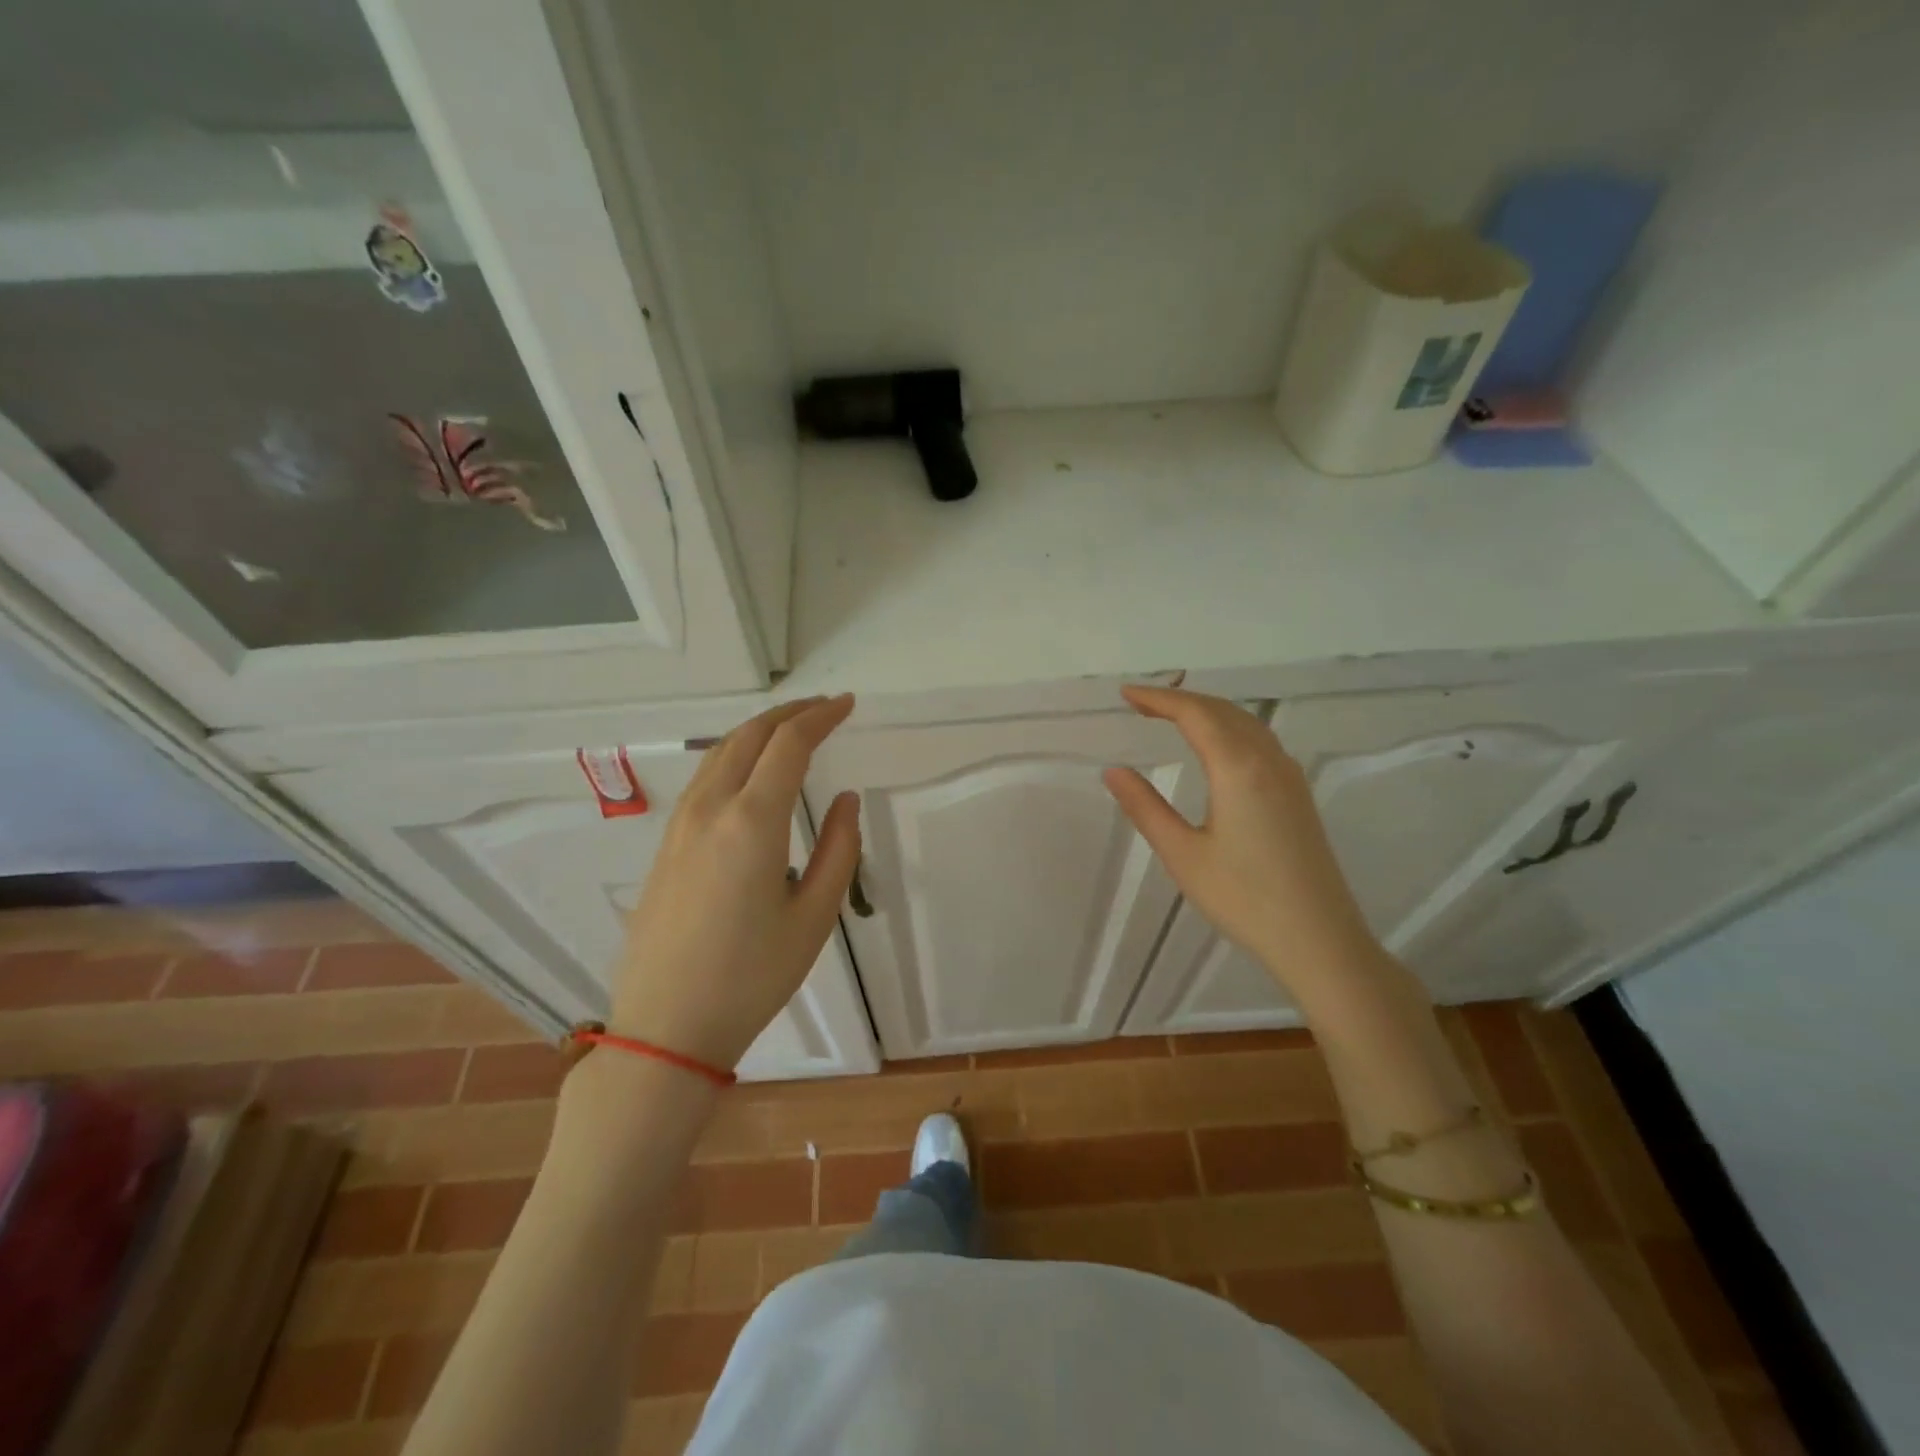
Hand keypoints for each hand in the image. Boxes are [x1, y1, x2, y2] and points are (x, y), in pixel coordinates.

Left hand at [610, 695, 860, 1068]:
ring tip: (793, 730)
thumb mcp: (814, 917)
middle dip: (790, 712)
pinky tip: (751, 772)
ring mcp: (680, 825)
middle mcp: (710, 808)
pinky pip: (704, 778)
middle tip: (825, 707)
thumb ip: (839, 849)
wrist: (666, 1028)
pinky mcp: (666, 845)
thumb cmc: (751, 976)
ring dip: (759, 731)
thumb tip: (845, 800)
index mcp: (752, 821)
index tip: (848, 704)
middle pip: (750, 735)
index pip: (789, 744)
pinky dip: (735, 755)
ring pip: (720, 752)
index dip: (821, 716)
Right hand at [1103, 686, 1381, 988]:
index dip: (1158, 698)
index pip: (1194, 714)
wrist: (1319, 939)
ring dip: (1207, 711)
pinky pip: (1260, 740)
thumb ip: (1146, 807)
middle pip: (1222, 710)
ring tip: (1171, 716)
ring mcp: (1289, 776)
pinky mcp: (1298, 795)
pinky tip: (1216, 746)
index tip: (1125, 693)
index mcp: (1238, 768)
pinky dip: (1229, 728)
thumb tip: (1113, 770)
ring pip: (1246, 723)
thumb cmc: (1244, 898)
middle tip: (1140, 703)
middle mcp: (1268, 760)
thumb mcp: (1183, 854)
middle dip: (1180, 699)